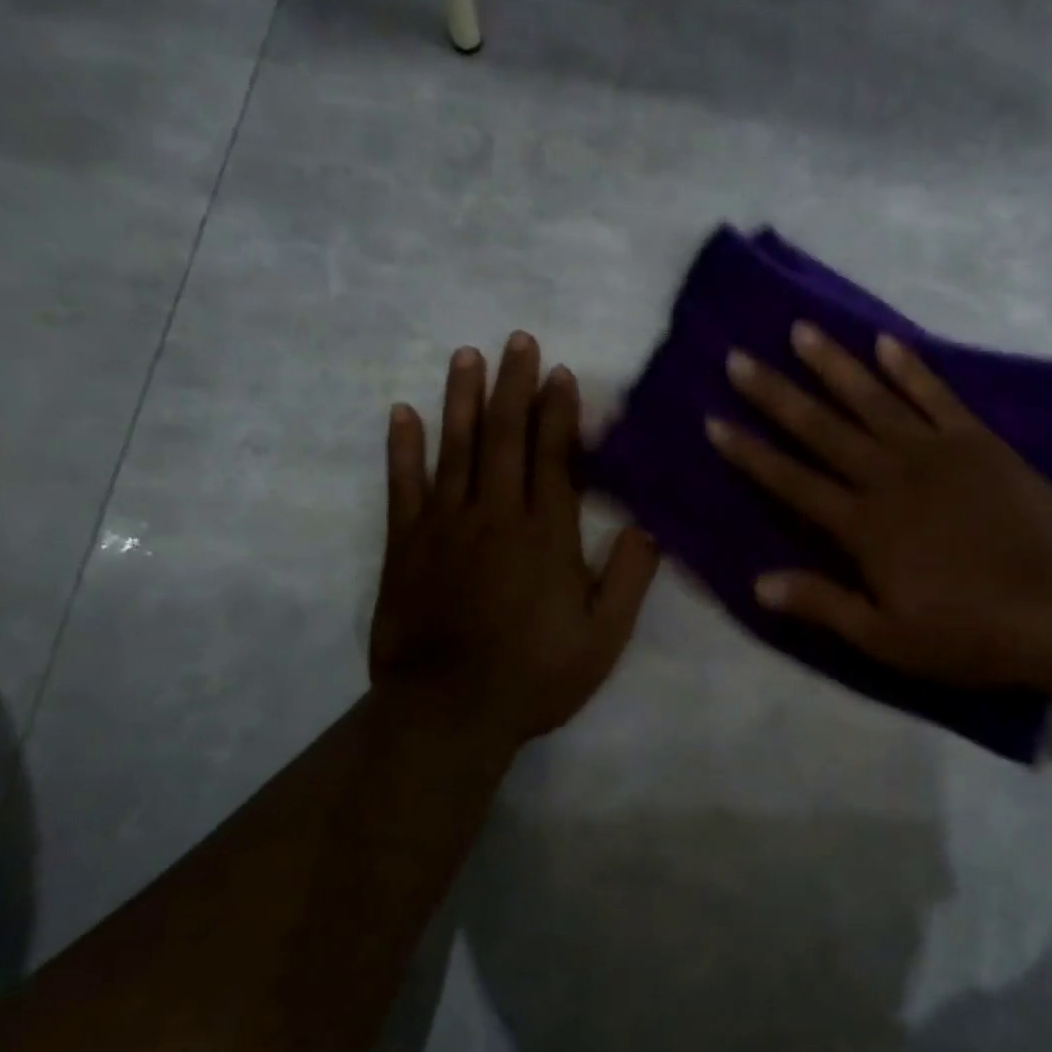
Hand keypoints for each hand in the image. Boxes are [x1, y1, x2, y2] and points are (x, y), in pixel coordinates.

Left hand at [370, 333, 660, 754]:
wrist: (449, 711)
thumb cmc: (535, 675)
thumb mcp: (604, 637)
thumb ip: (629, 578)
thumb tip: (649, 526)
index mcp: (547, 534)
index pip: (553, 456)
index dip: (557, 412)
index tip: (559, 373)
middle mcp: (496, 515)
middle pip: (506, 437)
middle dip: (514, 385)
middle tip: (517, 341)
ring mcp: (445, 525)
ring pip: (456, 448)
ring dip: (463, 399)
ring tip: (468, 356)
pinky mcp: (406, 544)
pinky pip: (403, 485)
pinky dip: (402, 447)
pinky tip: (402, 413)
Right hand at [706, 324, 1051, 688]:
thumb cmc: (971, 633)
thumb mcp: (888, 639)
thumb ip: (823, 604)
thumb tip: (758, 583)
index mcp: (865, 527)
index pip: (792, 482)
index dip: (750, 454)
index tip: (715, 421)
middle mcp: (891, 478)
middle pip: (823, 429)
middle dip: (776, 395)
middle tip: (739, 359)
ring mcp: (937, 453)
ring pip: (873, 400)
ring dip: (834, 366)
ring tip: (800, 331)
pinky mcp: (980, 443)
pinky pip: (937, 396)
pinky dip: (910, 368)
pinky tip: (885, 343)